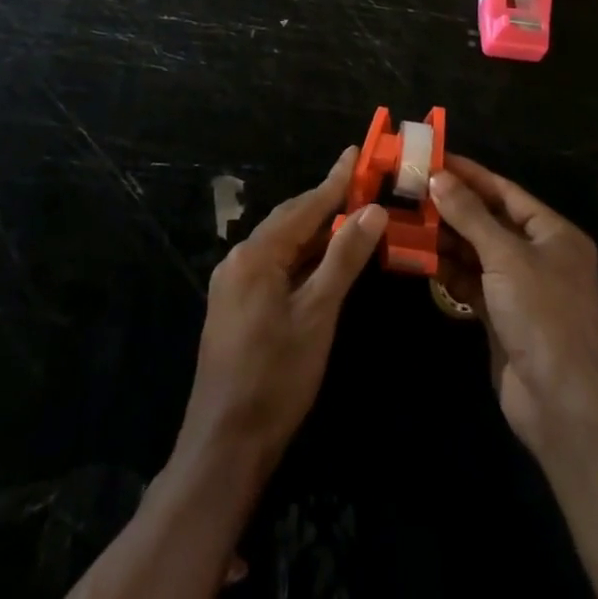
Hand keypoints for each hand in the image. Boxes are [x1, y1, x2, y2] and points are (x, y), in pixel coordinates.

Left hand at [176, 147, 388, 471]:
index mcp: (257, 253)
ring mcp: (232, 283)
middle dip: (325, 201)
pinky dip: (300, 256)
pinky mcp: (234, 306)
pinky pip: (272, 265)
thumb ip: (344, 257)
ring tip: (347, 215)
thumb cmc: (277, 377)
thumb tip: (373, 210)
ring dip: (314, 230)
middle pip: (290, 220)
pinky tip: (319, 261)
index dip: (335, 180)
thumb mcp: (318, 314)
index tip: (357, 152)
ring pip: (281, 243)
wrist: (224, 446)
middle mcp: (239, 258)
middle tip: (359, 182)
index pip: (305, 206)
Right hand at [431, 156, 597, 450]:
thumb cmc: (542, 315)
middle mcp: (538, 255)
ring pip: (476, 252)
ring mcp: (520, 288)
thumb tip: (437, 177)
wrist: (562, 405)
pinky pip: (471, 283)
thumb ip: (469, 215)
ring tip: (406, 221)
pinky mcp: (502, 317)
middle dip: (451, 207)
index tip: (432, 159)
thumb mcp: (506, 256)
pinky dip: (448, 271)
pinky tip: (419, 258)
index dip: (469, 174)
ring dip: (445, 239)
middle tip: (409, 190)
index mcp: (553, 233)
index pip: (504, 192)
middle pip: (488, 221)